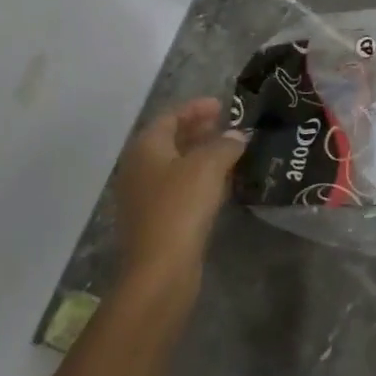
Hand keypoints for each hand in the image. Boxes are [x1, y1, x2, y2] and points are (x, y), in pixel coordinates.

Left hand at [117, 99, 247, 297]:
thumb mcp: (208, 166)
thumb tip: (236, 135)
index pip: (171, 116)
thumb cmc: (180, 207)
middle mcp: (139, 167)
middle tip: (227, 126)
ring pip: (175, 165)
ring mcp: (143, 196)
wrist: (159, 271)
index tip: (222, 105)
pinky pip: (178, 188)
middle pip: (171, 139)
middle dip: (199, 130)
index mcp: (146, 147)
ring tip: (230, 151)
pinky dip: (198, 179)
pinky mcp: (154, 221)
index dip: (196, 108)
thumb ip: (225, 144)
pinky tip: (221, 184)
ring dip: (201, 156)